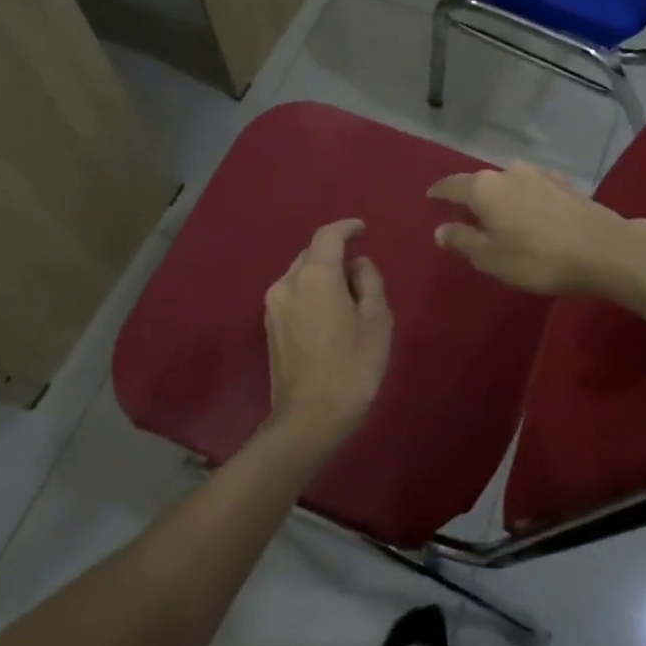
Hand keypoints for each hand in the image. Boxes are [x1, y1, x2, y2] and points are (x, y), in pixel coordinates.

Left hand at [264, 219, 392, 446]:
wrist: (310, 418)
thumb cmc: (352, 366)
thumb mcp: (377, 320)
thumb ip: (369, 281)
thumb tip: (357, 265)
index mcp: (315, 275)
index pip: (328, 235)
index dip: (347, 227)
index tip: (363, 229)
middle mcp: (287, 282)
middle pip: (311, 253)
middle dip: (335, 254)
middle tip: (360, 273)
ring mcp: (273, 305)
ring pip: (300, 274)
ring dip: (322, 275)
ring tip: (346, 297)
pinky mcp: (269, 326)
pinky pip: (293, 294)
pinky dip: (311, 292)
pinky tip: (328, 314)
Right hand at [428, 164, 631, 295]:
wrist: (603, 248)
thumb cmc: (537, 257)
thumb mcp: (491, 257)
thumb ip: (462, 240)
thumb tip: (440, 229)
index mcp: (484, 188)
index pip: (451, 185)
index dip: (438, 192)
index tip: (430, 198)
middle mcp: (508, 172)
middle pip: (481, 183)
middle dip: (472, 197)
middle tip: (465, 216)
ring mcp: (539, 174)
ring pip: (509, 184)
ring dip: (501, 198)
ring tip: (500, 217)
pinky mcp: (564, 183)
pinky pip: (533, 189)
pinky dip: (526, 199)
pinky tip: (532, 213)